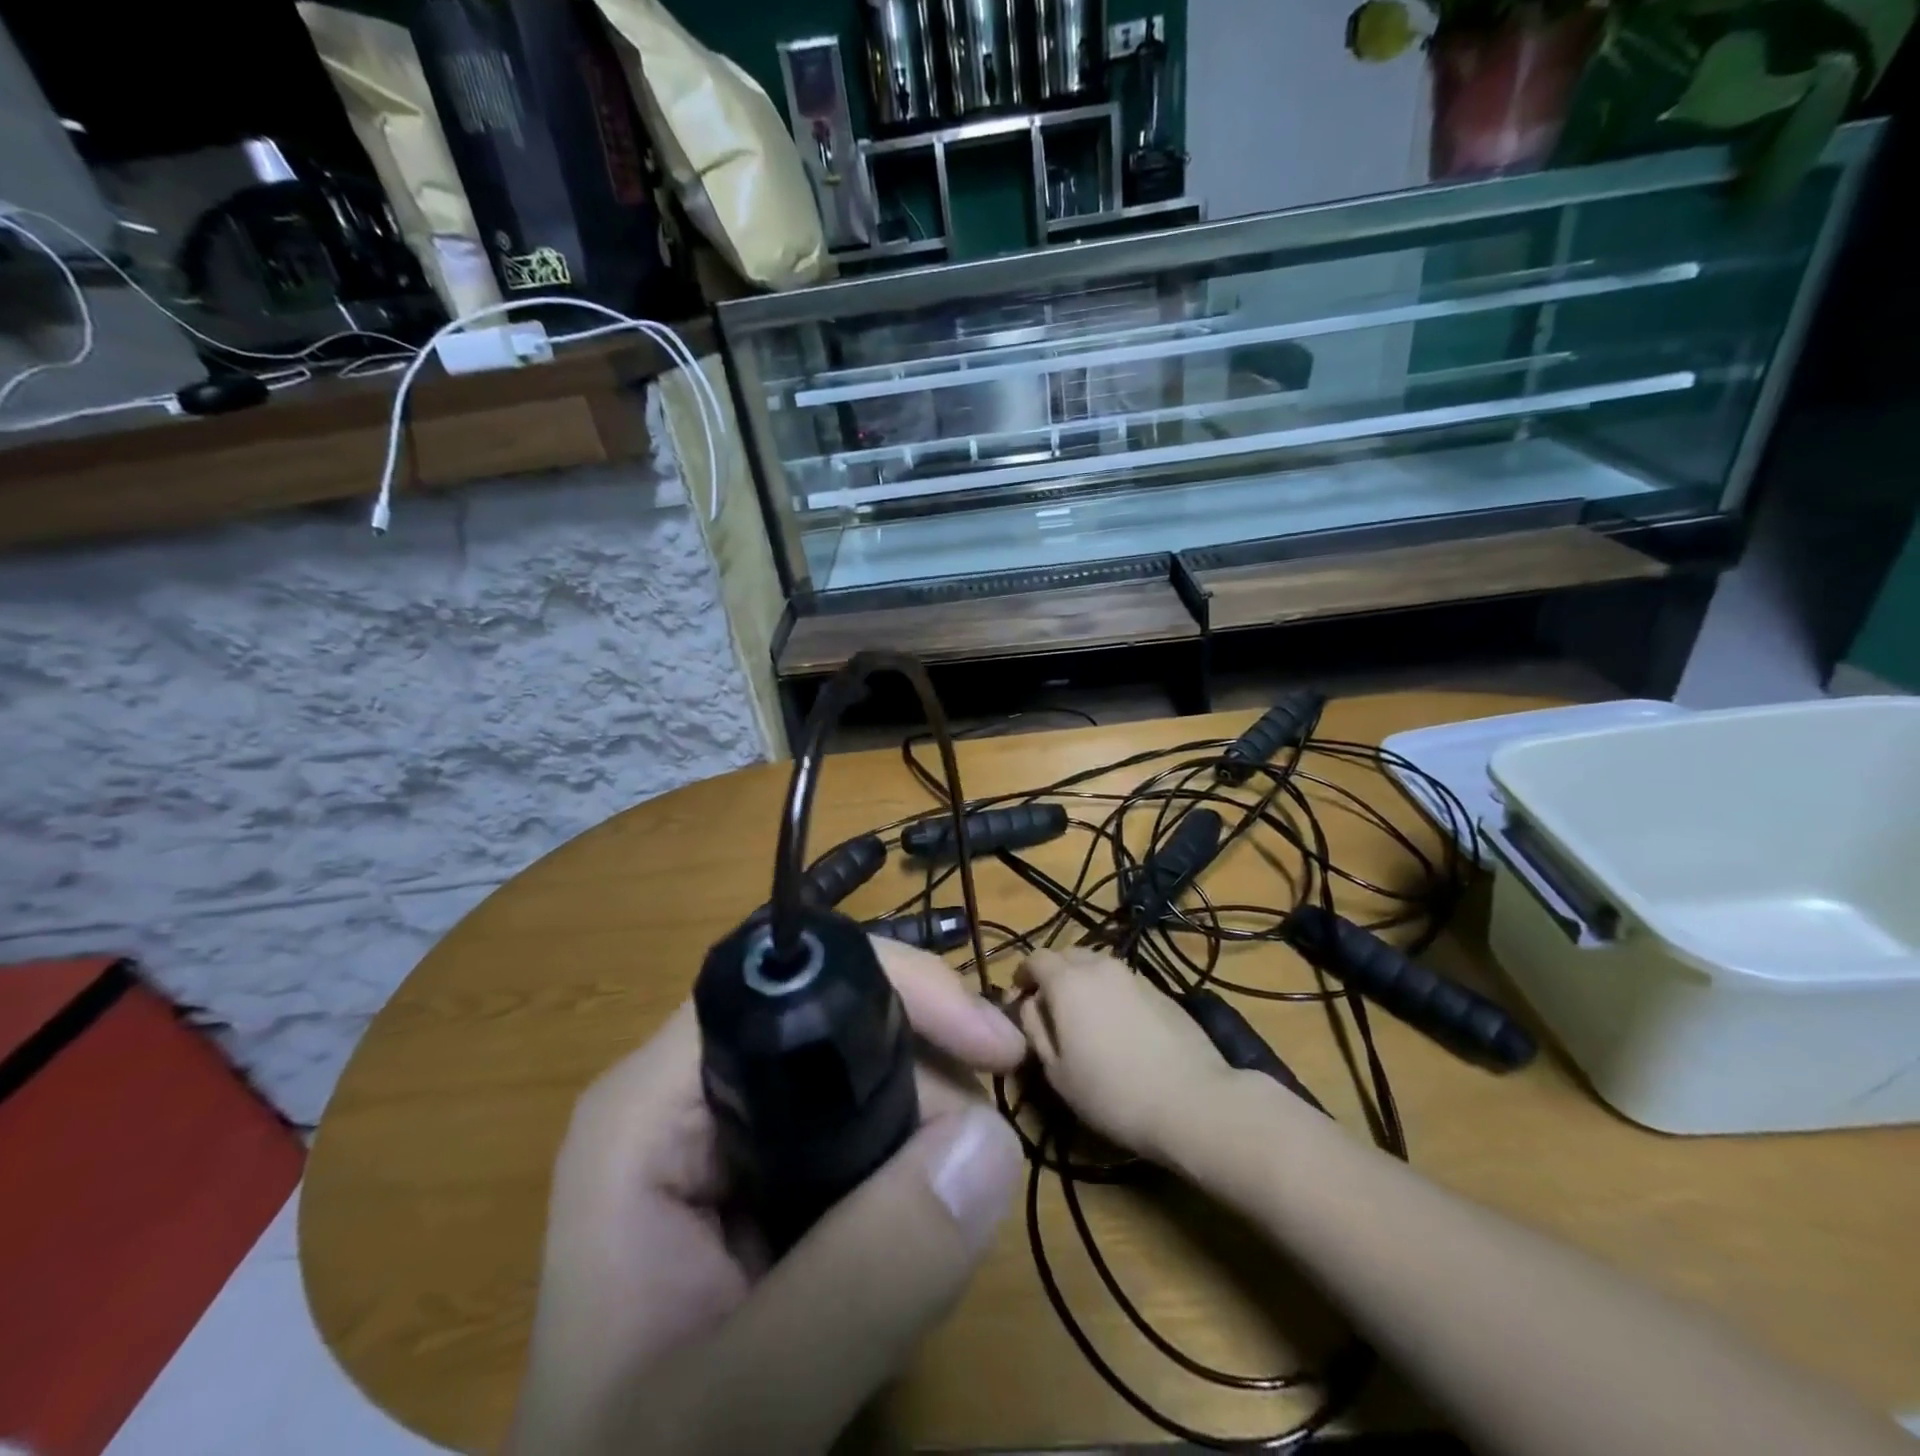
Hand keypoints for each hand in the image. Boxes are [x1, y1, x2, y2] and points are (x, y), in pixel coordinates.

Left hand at [507, 938, 1027, 1455]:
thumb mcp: (740, 1408)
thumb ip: (864, 1279)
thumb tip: (993, 1136)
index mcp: (650, 1109)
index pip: (783, 987)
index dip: (894, 988)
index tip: (993, 1048)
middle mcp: (684, 1098)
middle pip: (830, 1023)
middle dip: (925, 1070)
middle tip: (981, 1154)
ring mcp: (723, 1139)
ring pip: (854, 1074)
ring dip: (926, 1122)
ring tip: (945, 1219)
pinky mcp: (755, 1181)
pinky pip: (854, 1130)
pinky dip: (908, 1163)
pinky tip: (916, 1233)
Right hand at [1016, 948, 1235, 1163]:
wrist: (1192, 1100)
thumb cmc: (1112, 1092)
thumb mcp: (1056, 1071)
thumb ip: (1034, 1027)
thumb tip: (1030, 1003)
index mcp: (1067, 980)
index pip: (1035, 958)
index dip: (1022, 975)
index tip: (1019, 999)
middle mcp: (1099, 966)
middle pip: (1067, 956)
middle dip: (1052, 975)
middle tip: (1050, 1010)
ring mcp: (1134, 975)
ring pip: (1097, 967)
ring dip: (1083, 983)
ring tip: (1085, 1019)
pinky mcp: (1161, 990)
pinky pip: (1122, 982)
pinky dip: (1110, 995)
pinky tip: (1118, 1028)